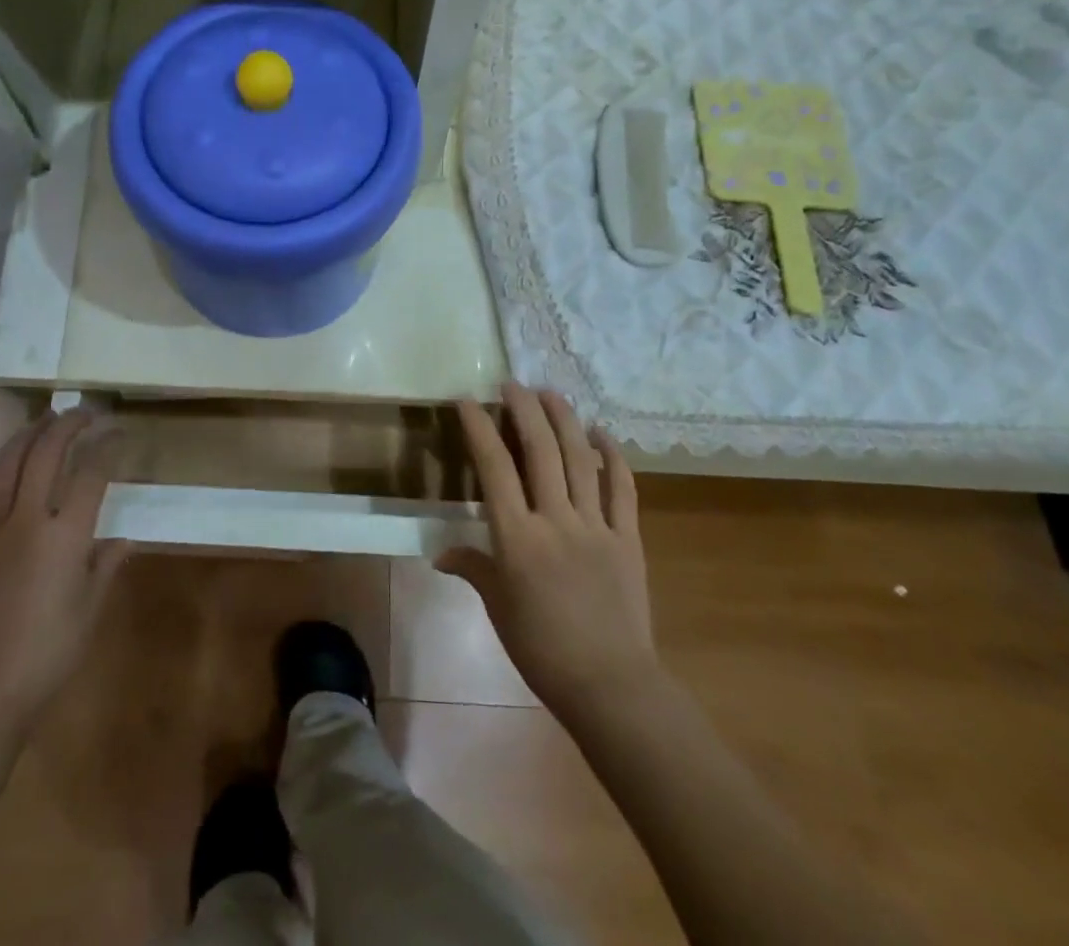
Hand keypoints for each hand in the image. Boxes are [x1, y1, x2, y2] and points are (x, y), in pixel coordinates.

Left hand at [0, 412, 128, 739]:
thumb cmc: (46, 654)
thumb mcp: (89, 612)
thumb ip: (105, 568)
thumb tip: (123, 541)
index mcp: (65, 536)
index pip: (91, 474)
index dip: (107, 447)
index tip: (118, 433)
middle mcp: (27, 520)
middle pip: (46, 455)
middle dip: (67, 425)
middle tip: (83, 412)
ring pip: (7, 464)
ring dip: (28, 435)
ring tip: (43, 419)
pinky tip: (3, 459)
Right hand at [438, 385, 658, 730]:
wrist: (610, 685)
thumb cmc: (542, 649)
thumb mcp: (498, 608)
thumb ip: (472, 568)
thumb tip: (440, 553)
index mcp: (518, 538)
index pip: (494, 468)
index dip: (479, 428)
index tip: (468, 400)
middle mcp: (555, 520)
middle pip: (540, 450)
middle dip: (524, 410)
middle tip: (513, 384)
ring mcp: (596, 526)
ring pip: (580, 459)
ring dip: (564, 419)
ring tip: (551, 393)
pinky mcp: (628, 538)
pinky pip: (622, 488)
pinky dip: (613, 456)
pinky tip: (602, 432)